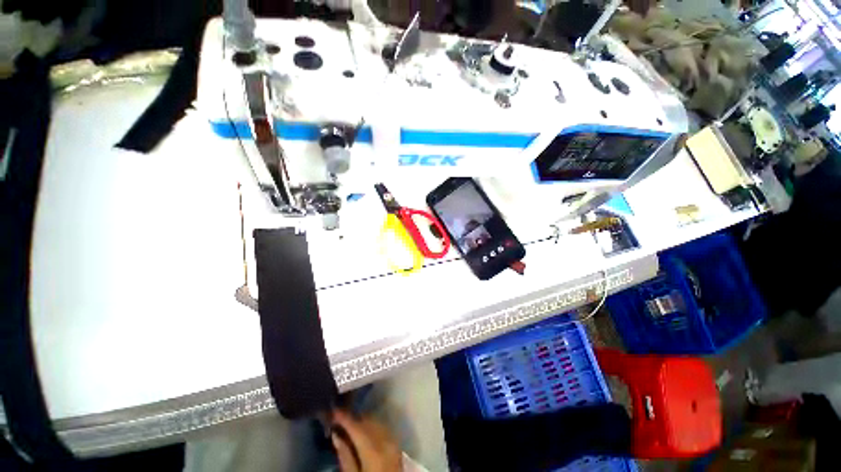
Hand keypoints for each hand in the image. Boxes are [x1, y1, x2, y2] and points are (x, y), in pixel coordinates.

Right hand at [331, 408, 401, 471]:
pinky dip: (372, 426)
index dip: (344, 417)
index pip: (357, 427)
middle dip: (353, 418)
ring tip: (349, 425)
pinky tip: (364, 431)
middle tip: (339, 419)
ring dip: (362, 421)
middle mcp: (385, 441)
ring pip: (376, 422)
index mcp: (373, 451)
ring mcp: (393, 441)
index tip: (334, 410)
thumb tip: (336, 434)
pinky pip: (383, 428)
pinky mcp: (396, 445)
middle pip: (367, 421)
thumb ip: (345, 456)